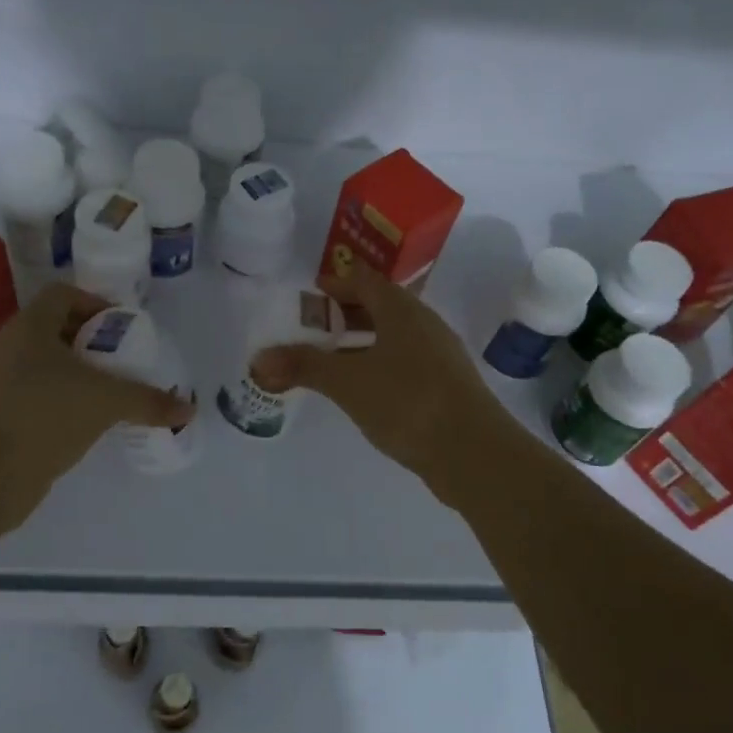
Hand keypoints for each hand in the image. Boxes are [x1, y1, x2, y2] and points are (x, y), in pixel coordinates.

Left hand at [0, 285, 193, 520]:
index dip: (95, 303)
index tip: (122, 328)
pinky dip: (62, 400)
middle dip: (91, 342)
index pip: (63, 295)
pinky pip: (36, 394)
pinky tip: (86, 421)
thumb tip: (188, 410)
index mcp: (30, 327)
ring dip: (77, 373)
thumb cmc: (45, 415)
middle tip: (122, 360)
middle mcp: (10, 347)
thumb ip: (148, 401)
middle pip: (55, 329)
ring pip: (45, 365)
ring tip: (110, 392)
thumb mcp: (106, 402)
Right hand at [250, 266, 498, 483]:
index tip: (312, 292)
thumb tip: (258, 359)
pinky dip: (379, 364)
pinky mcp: (446, 386)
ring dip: (363, 341)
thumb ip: (304, 366)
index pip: (366, 281)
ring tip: (332, 358)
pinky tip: (365, 389)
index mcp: (402, 311)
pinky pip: (405, 362)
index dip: (338, 282)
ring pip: (394, 337)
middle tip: (314, 326)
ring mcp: (440, 356)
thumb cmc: (408, 401)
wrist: (474, 452)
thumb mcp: (347, 382)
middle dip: (347, 313)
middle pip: (381, 307)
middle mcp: (425, 325)